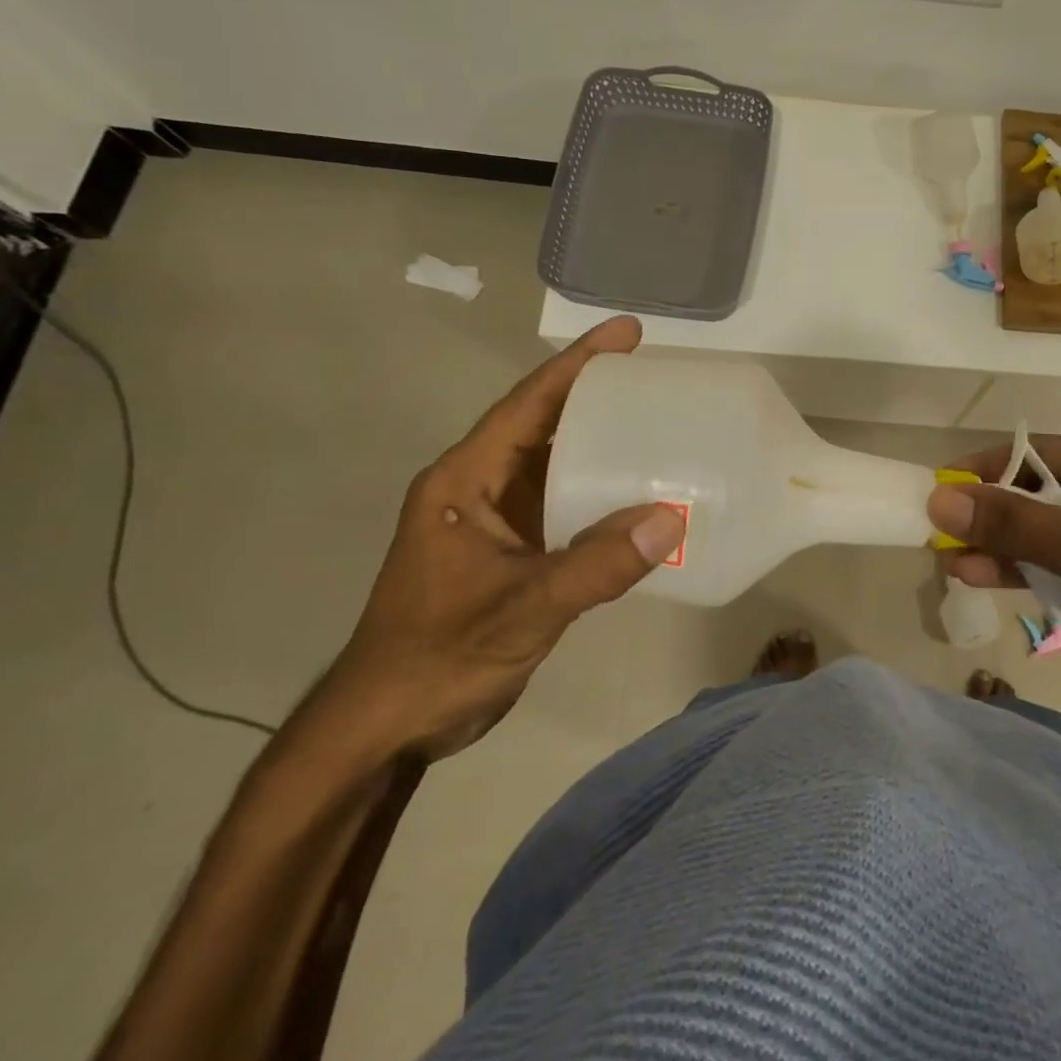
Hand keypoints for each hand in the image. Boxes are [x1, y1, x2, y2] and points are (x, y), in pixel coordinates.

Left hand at [317, 317, 684, 760]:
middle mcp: (479, 489)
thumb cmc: (439, 655)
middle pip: (543, 425)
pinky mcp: (511, 553)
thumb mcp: (522, 607)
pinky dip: (600, 494)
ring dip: (601, 445)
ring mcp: (494, 522)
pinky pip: (563, 506)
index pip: (527, 405)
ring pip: (555, 466)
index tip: (628, 333)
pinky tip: (640, 498)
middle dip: (597, 396)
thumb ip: (597, 566)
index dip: (577, 364)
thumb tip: (672, 519)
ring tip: (660, 426)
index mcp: (464, 481)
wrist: (388, 726)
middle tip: (658, 378)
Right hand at [928, 438, 1060, 754]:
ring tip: (949, 560)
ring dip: (995, 548)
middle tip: (936, 530)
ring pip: (1034, 537)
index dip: (987, 470)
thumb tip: (940, 499)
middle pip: (1031, 497)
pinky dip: (1015, 575)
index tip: (938, 487)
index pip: (1037, 455)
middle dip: (986, 515)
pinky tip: (977, 578)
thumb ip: (1018, 526)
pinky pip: (1046, 572)